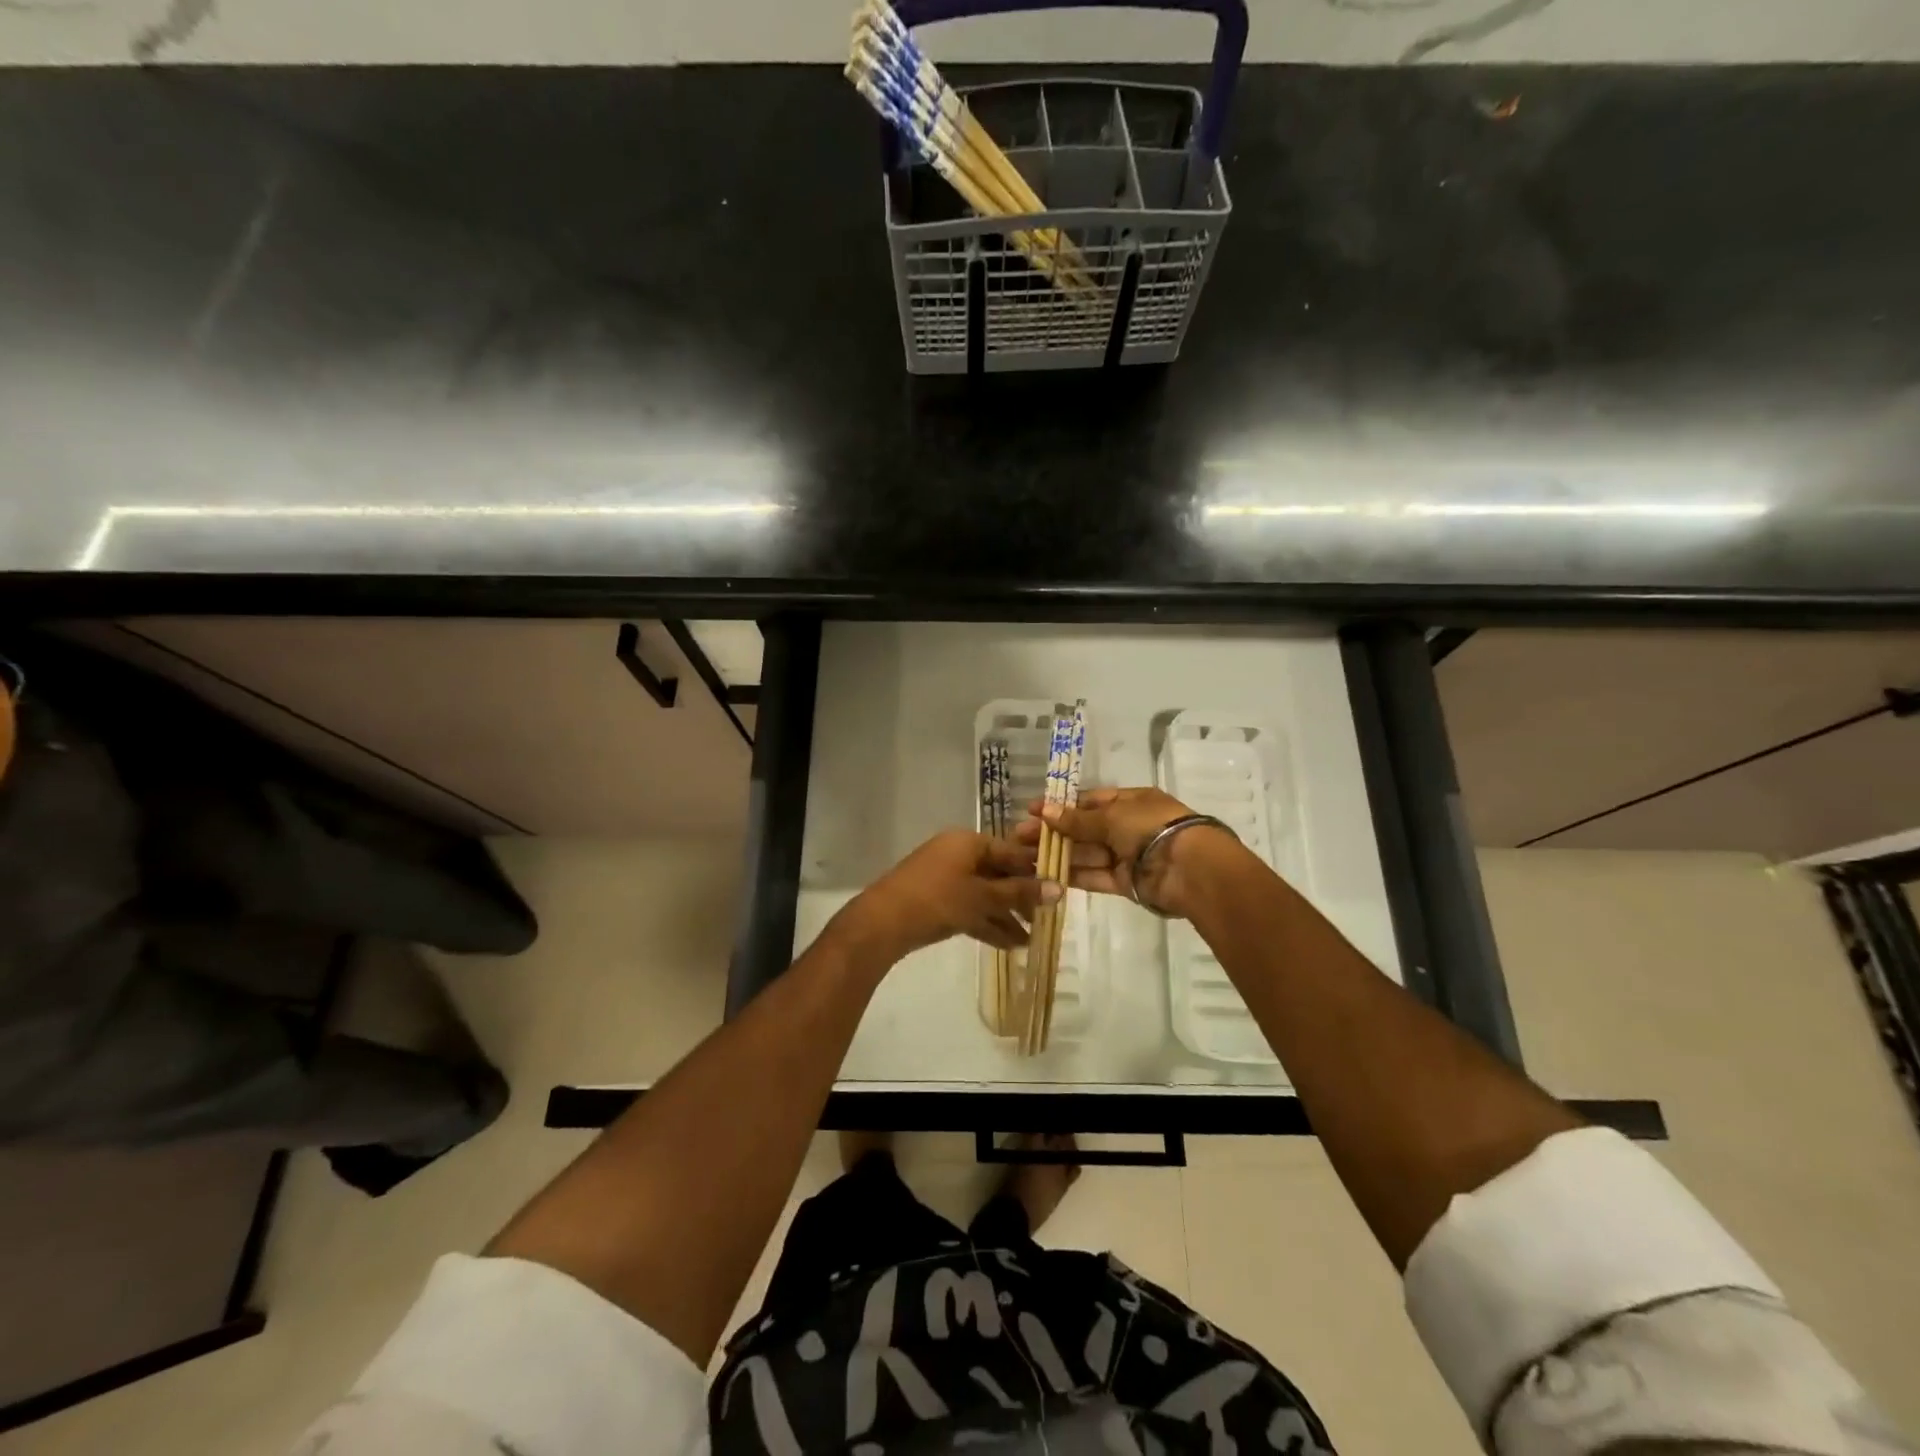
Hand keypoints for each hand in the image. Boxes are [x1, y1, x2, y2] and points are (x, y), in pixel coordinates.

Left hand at [831, 830, 1060, 965]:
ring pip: (985, 895)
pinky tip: (1009, 945)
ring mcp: (945, 878)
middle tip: (1045, 919)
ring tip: (1030, 940)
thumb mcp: (983, 897)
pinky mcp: (937, 901)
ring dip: (1006, 916)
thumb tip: (1059, 888)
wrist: (883, 922)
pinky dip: (987, 924)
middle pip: (998, 874)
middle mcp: (958, 854)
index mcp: (969, 842)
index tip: (1059, 890)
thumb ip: (1020, 893)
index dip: (1035, 871)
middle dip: (1021, 898)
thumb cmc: (938, 899)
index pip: (1011, 852)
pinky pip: (970, 908)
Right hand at [1014, 786, 1239, 918]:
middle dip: (1053, 832)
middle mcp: (1127, 827)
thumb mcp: (1111, 816)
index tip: (1031, 812)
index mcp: (1130, 802)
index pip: (1089, 802)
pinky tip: (1047, 875)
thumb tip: (1045, 811)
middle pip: (1084, 829)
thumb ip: (1077, 819)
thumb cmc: (1151, 827)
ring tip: (1025, 859)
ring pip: (1086, 854)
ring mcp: (1126, 856)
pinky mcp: (1125, 883)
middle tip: (1018, 838)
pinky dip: (1074, 876)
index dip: (1061, 807)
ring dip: (1059, 855)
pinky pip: (1095, 876)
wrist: (1189, 868)